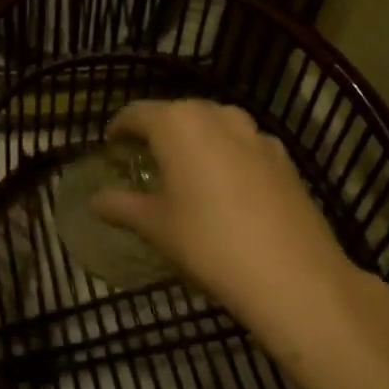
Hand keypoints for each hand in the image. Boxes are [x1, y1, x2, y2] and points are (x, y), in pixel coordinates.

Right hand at [90, 101, 388, 362]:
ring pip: (214, 125)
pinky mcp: (283, 156)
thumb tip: (95, 201)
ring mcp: (255, 133)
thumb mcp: (156, 226)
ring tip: (187, 170)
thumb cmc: (208, 243)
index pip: (137, 113)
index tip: (111, 144)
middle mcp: (216, 116)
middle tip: (145, 159)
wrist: (293, 275)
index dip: (120, 127)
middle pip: (177, 113)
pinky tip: (227, 187)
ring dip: (196, 140)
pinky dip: (227, 155)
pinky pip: (243, 144)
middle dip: (158, 132)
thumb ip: (122, 206)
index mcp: (177, 124)